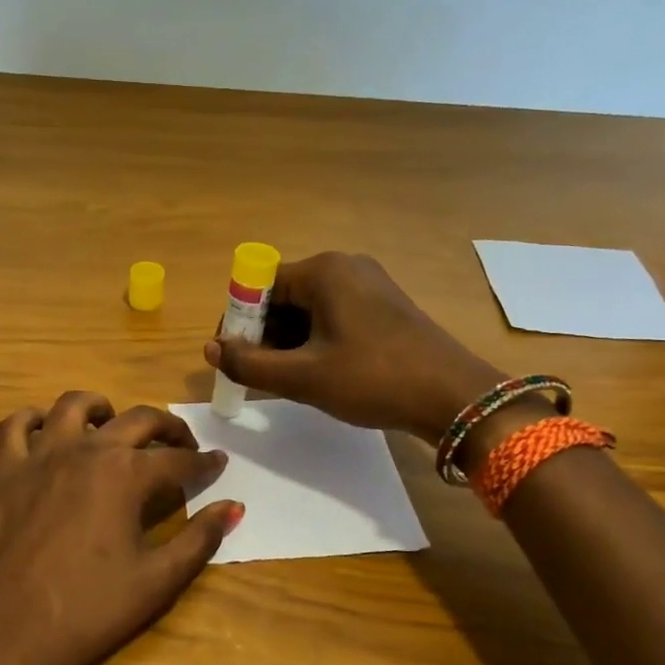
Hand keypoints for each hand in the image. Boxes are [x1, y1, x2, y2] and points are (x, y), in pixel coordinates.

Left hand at [0, 392, 241, 664]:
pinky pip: (16, 425)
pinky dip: (34, 419)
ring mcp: (40, 455)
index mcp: (127, 475)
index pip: (178, 459)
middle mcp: (86, 450)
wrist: (11, 631)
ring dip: (102, 408)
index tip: (218, 464)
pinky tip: (48, 433)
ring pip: (74, 405)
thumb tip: (234, 507)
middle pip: (137, 420)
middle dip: (167, 428)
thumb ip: (200, 538)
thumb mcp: (158, 580)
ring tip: (113, 426)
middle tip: (180, 445)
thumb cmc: (90, 609)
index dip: (204, 462)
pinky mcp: (5, 470)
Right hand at [205, 251, 505, 443]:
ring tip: (287, 382)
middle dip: (263, 336)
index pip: (259, 286)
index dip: (237, 321)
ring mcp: (368, 285)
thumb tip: (211, 350)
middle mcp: (345, 267)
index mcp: (324, 271)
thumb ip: (249, 364)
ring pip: (307, 310)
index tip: (231, 357)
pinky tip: (317, 375)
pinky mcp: (383, 307)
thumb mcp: (302, 378)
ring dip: (288, 343)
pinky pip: (332, 317)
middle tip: (258, 376)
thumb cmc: (373, 379)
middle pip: (283, 297)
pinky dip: (314, 342)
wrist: (454, 397)